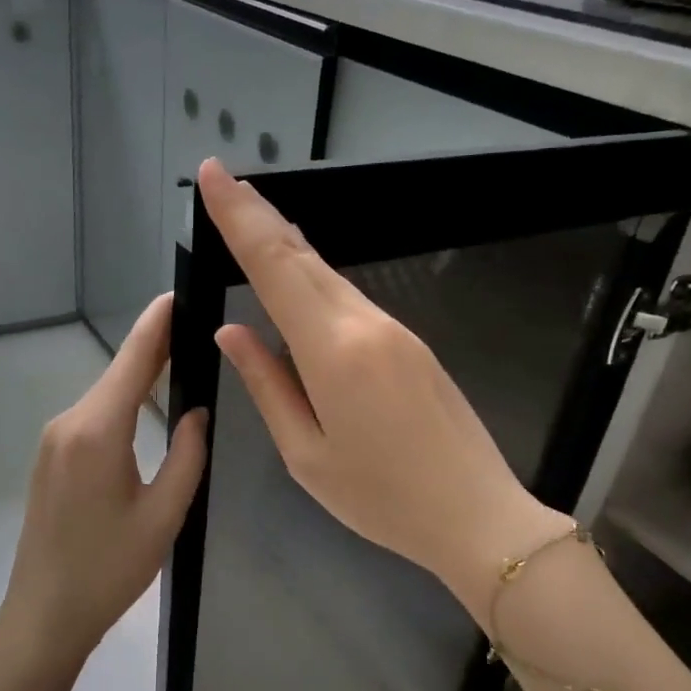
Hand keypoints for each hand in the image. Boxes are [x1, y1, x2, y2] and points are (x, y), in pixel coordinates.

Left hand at [0, 294, 208, 678]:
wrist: (44, 614)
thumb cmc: (109, 569)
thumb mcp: (164, 515)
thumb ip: (188, 454)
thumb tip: (198, 410)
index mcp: (97, 431)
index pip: (133, 361)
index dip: (157, 324)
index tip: (179, 292)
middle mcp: (69, 424)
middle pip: (119, 374)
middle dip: (156, 348)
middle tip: (200, 329)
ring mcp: (54, 440)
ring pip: (107, 396)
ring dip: (141, 377)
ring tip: (184, 359)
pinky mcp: (51, 458)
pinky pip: (94, 417)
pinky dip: (123, 402)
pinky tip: (149, 402)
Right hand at [197, 159, 567, 623]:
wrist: (478, 515)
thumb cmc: (382, 498)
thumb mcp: (307, 455)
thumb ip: (268, 385)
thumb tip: (232, 332)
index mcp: (333, 351)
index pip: (275, 267)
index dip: (240, 217)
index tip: (213, 175)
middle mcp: (366, 324)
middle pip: (303, 258)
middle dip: (260, 216)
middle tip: (223, 185)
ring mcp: (395, 330)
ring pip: (330, 276)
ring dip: (287, 246)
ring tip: (251, 222)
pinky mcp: (411, 344)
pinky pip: (351, 300)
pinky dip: (316, 280)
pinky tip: (299, 281)